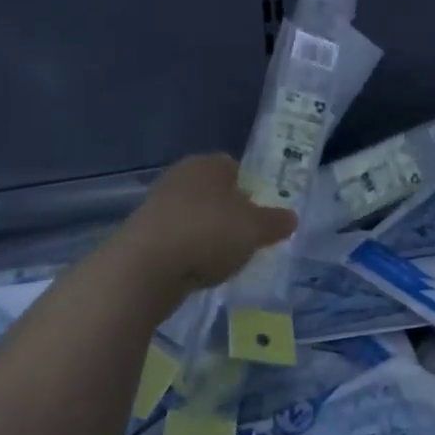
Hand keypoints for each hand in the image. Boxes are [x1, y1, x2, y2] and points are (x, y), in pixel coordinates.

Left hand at [102, 154, 296, 316]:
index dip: (252, 187)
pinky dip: (189, 251)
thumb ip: (275, 222)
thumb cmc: (208, 233)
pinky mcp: (143, 235)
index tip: (262, 212)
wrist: (145, 268)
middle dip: (229, 211)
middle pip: (213, 191)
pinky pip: (177, 239)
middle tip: (247, 235)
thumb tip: (291, 217)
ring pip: (194, 215)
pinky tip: (199, 270)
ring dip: (207, 233)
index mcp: (208, 164)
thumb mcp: (254, 229)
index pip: (235, 167)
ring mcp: (158, 205)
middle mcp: (181, 176)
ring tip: (225, 258)